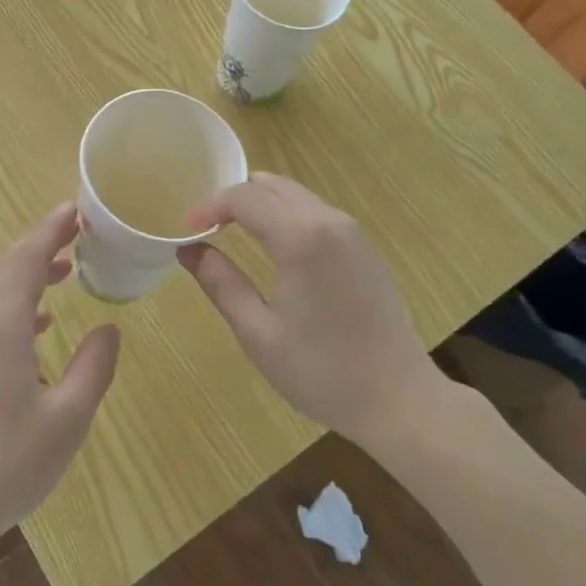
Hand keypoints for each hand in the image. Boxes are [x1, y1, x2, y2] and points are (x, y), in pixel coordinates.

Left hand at [0, 204, 120, 549]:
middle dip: (42, 243)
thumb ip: (93, 367)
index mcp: (1, 325)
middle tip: (78, 229)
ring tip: (67, 267)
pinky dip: (18, 303)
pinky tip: (41, 323)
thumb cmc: (8, 463)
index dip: (52, 230)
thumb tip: (108, 328)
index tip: (77, 209)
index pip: (27, 259)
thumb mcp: (68, 418)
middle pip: (8, 267)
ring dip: (30, 271)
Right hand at [178, 173, 435, 447]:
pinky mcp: (365, 248)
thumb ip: (221, 283)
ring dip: (262, 205)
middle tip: (207, 229)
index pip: (244, 197)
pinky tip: (275, 250)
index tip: (186, 230)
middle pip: (272, 185)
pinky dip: (287, 216)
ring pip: (296, 195)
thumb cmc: (322, 372)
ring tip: (234, 236)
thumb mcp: (259, 332)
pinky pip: (316, 213)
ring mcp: (353, 232)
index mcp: (301, 238)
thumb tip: (188, 249)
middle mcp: (330, 221)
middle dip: (234, 199)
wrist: (399, 400)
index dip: (209, 206)